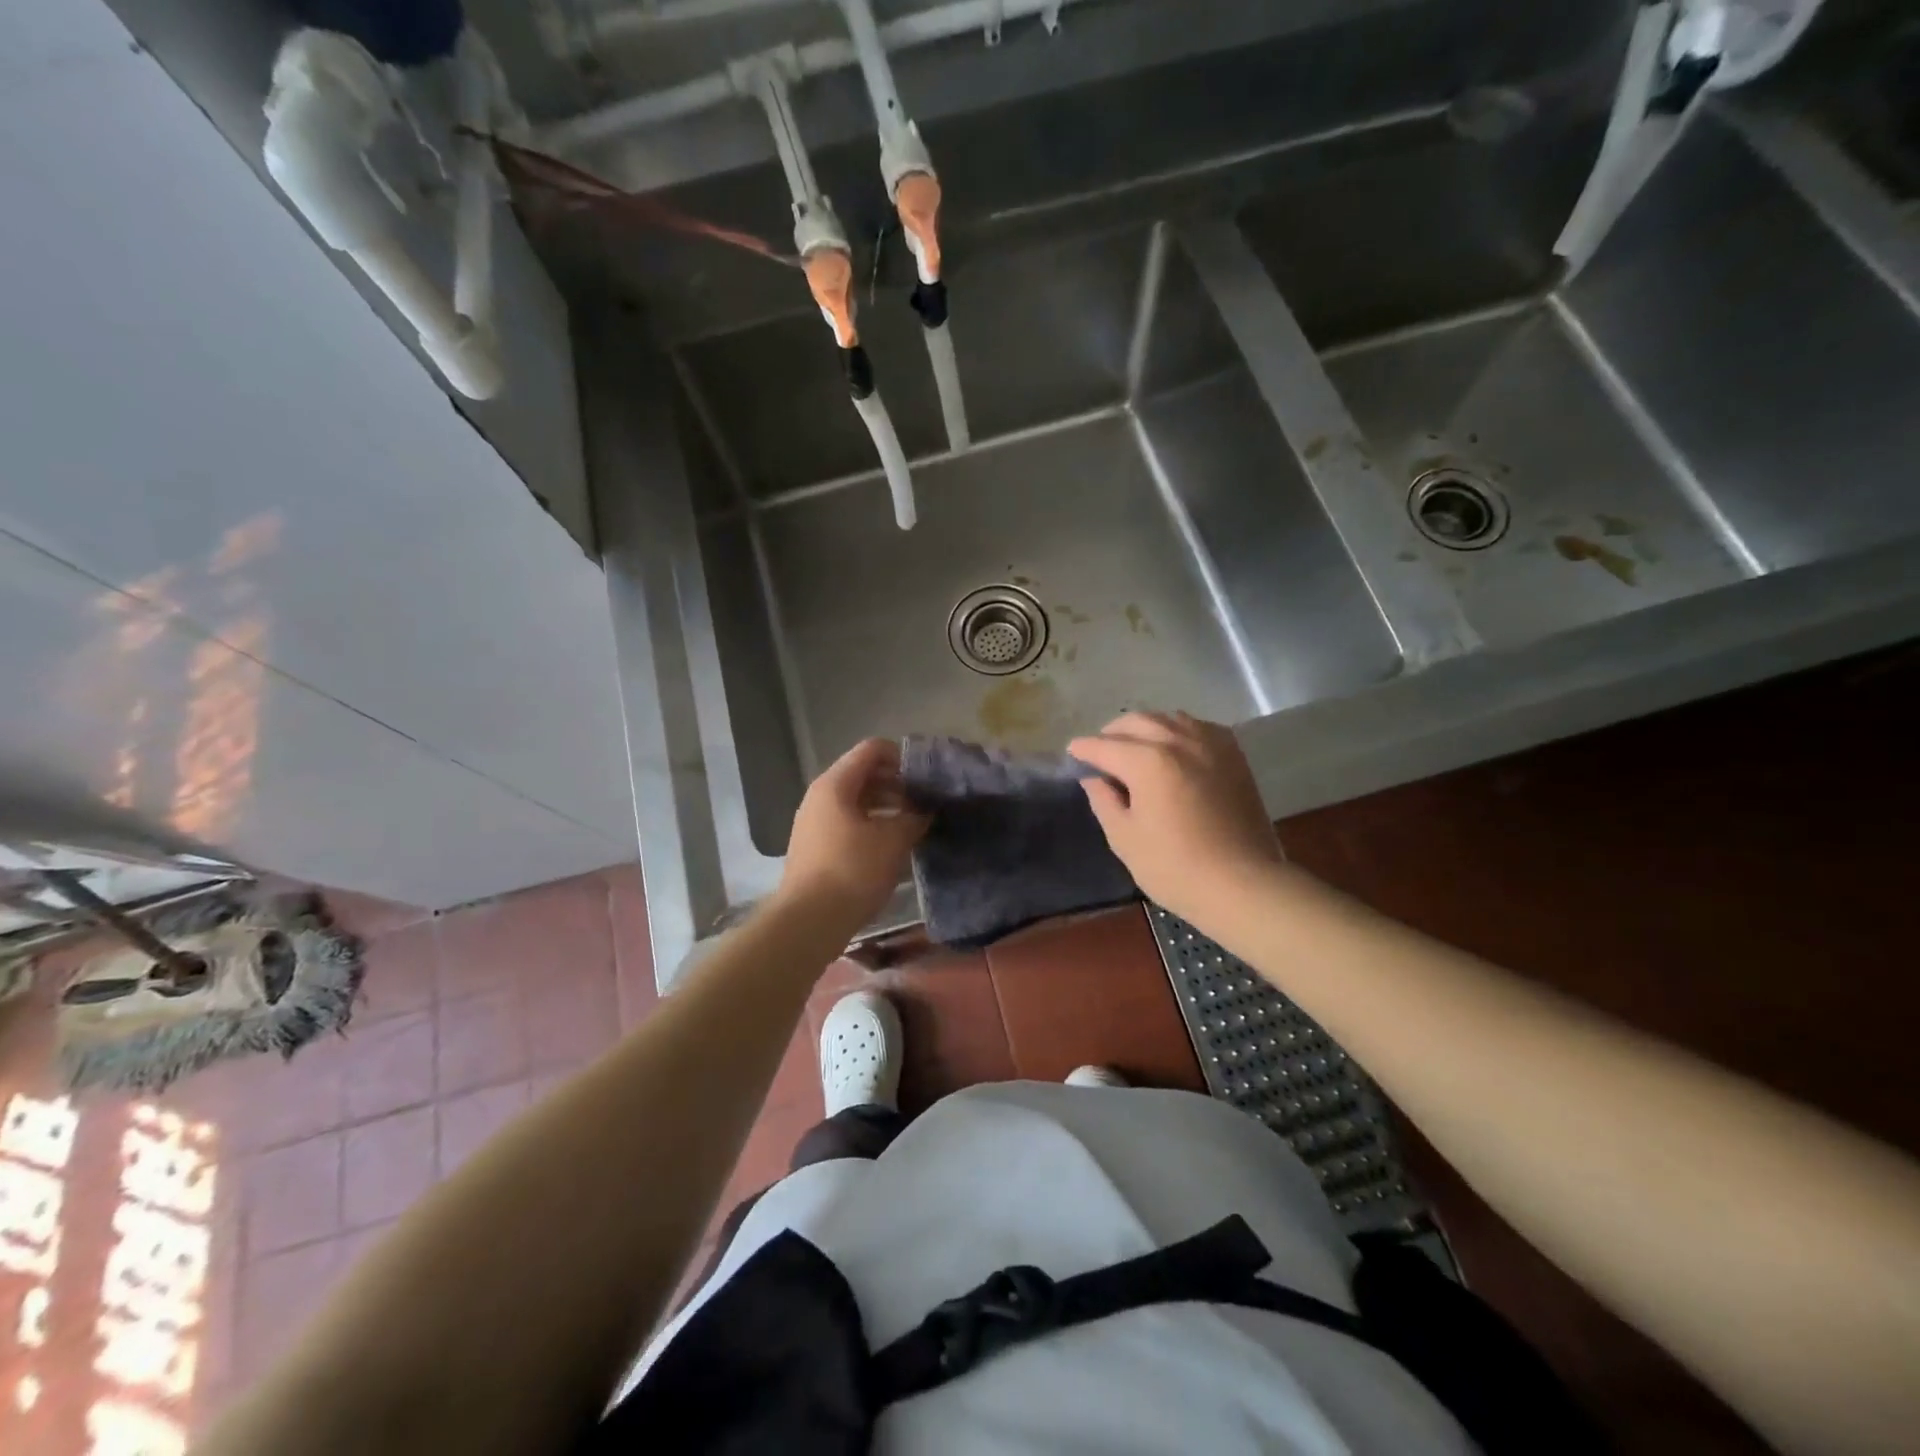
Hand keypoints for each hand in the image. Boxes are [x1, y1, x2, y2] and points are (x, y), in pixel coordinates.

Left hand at [776, 738, 927, 935]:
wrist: (808, 921)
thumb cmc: (853, 871)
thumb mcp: (893, 841)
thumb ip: (914, 817)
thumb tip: (925, 810)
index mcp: (836, 784)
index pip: (872, 750)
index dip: (902, 756)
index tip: (927, 776)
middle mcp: (820, 796)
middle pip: (863, 774)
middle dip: (897, 784)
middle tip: (925, 802)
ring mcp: (814, 822)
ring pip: (856, 801)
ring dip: (886, 807)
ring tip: (913, 824)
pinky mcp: (815, 846)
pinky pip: (847, 822)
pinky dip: (871, 824)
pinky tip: (892, 845)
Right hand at [1069, 712, 1282, 924]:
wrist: (1243, 884)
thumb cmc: (1175, 867)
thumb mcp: (1125, 838)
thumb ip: (1104, 801)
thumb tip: (1094, 778)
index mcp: (1147, 761)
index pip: (1104, 746)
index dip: (1083, 750)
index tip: (1072, 754)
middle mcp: (1178, 740)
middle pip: (1136, 722)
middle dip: (1112, 734)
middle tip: (1100, 753)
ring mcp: (1210, 744)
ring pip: (1168, 718)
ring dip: (1145, 727)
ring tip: (1135, 747)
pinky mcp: (1234, 755)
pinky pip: (1199, 727)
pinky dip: (1178, 730)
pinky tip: (1174, 749)